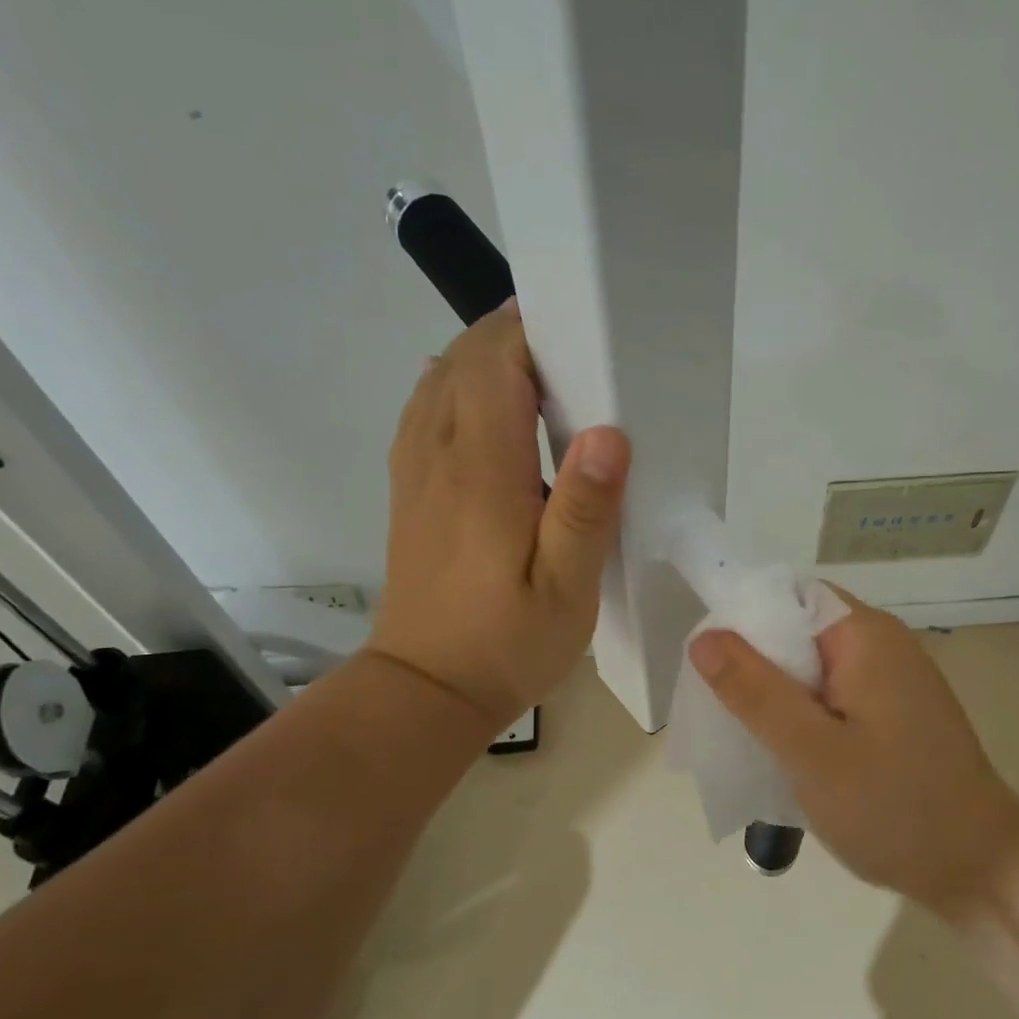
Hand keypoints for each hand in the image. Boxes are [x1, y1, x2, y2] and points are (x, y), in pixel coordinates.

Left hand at [366, 301, 630, 728]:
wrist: (426, 689)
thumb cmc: (506, 644)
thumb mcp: (565, 590)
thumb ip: (584, 510)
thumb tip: (608, 432)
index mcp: (481, 472)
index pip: (494, 364)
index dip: (531, 331)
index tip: (580, 329)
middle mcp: (438, 456)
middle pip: (463, 361)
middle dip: (511, 335)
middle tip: (573, 346)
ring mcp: (415, 471)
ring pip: (439, 381)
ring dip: (483, 358)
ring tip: (539, 367)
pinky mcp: (410, 490)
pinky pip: (425, 412)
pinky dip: (456, 387)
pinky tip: (486, 405)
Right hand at [688, 589, 1018, 913]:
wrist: (980, 869)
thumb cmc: (893, 807)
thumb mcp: (811, 751)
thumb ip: (755, 691)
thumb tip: (705, 636)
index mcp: (866, 636)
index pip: (789, 595)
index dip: (743, 617)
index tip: (708, 662)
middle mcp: (883, 645)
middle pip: (800, 629)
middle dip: (755, 662)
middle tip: (717, 706)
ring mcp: (893, 680)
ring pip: (814, 667)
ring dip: (777, 693)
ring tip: (743, 732)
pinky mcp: (896, 713)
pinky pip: (836, 695)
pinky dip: (805, 713)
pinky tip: (785, 750)